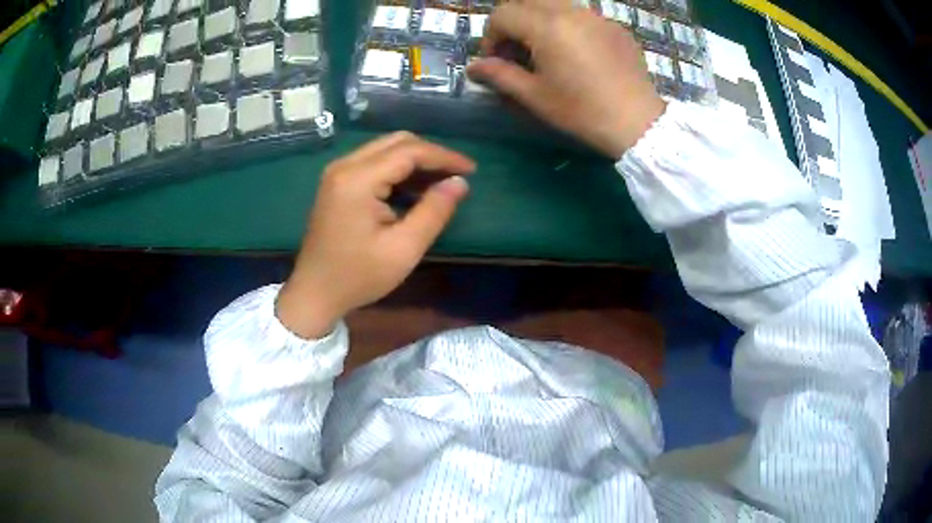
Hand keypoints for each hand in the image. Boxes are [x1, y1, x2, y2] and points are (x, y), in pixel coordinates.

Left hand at [276, 132, 475, 338]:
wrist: (315, 293)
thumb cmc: (358, 276)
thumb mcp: (404, 249)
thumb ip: (434, 211)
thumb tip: (460, 183)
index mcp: (357, 179)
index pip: (409, 151)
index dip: (444, 156)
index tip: (472, 170)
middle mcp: (345, 165)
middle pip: (396, 142)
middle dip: (431, 154)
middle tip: (456, 175)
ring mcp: (338, 172)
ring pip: (385, 149)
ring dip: (415, 160)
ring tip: (442, 182)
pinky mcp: (337, 182)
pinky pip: (373, 162)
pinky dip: (398, 169)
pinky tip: (415, 188)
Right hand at [467, 0, 665, 157]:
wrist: (638, 122)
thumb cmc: (582, 111)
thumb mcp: (535, 96)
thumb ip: (500, 75)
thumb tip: (473, 67)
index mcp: (547, 25)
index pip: (502, 15)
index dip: (490, 37)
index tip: (495, 62)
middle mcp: (571, 11)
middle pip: (526, 2)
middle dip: (513, 22)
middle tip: (516, 51)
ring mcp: (596, 17)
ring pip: (555, 4)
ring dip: (538, 21)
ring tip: (544, 50)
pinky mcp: (615, 27)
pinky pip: (581, 15)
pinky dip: (566, 26)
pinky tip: (575, 53)